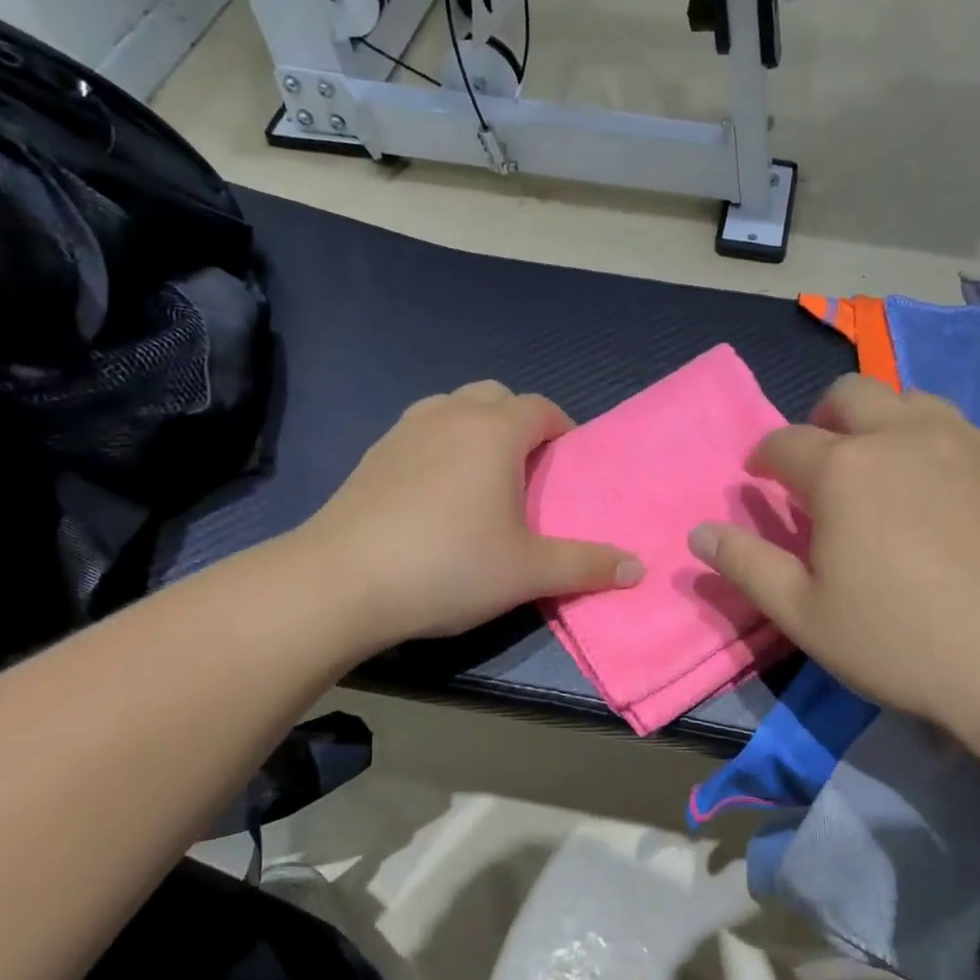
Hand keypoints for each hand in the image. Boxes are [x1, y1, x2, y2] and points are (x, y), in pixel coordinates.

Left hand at [295, 382, 640, 650]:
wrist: (341, 582)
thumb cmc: (449, 566)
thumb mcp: (528, 572)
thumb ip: (587, 565)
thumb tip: (638, 568)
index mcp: (494, 431)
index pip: (542, 409)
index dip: (562, 432)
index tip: (566, 468)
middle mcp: (450, 415)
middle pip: (497, 397)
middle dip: (519, 424)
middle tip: (527, 474)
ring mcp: (404, 430)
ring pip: (453, 409)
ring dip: (476, 431)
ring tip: (481, 481)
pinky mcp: (372, 454)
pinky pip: (420, 433)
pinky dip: (439, 447)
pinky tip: (433, 497)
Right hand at [688, 375, 979, 757]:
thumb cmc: (905, 642)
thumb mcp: (806, 616)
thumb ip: (747, 565)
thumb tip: (699, 532)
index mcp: (843, 469)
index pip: (785, 442)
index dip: (764, 458)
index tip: (761, 479)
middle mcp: (903, 436)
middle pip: (850, 394)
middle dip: (822, 419)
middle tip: (822, 463)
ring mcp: (967, 441)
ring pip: (912, 400)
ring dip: (883, 422)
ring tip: (884, 470)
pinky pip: (962, 430)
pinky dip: (934, 444)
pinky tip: (946, 494)